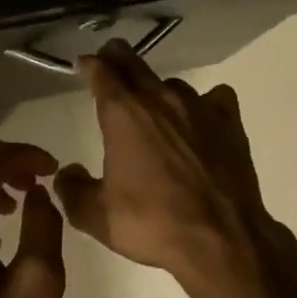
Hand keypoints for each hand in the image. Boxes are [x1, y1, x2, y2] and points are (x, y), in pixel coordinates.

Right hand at [55, 42, 286, 291]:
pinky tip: (200, 122)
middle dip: (117, 58)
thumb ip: (72, 190)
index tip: (83, 66)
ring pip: (172, 84)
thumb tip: (66, 173)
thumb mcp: (96, 216)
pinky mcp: (229, 122)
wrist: (220, 239)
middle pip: (134, 63)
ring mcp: (200, 107)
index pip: (101, 71)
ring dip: (158, 90)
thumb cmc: (152, 224)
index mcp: (124, 114)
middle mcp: (161, 99)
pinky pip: (213, 98)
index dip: (89, 65)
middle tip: (109, 61)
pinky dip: (203, 105)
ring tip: (155, 108)